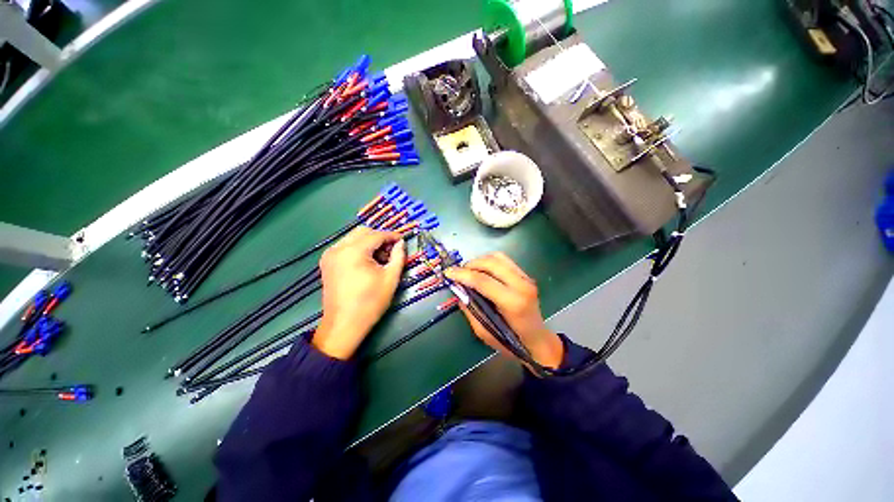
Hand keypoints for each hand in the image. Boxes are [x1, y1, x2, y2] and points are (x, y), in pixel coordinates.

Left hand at [313, 227, 404, 358]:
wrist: (344, 324)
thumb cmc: (370, 302)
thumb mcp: (390, 278)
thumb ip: (398, 257)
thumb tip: (401, 243)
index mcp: (353, 251)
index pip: (376, 235)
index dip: (392, 236)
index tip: (403, 240)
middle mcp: (338, 248)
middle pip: (363, 232)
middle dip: (380, 237)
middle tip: (392, 249)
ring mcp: (330, 254)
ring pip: (353, 237)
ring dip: (369, 242)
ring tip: (381, 256)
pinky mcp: (327, 262)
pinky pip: (345, 246)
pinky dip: (358, 248)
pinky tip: (367, 261)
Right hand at [445, 252, 562, 370]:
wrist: (537, 340)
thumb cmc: (511, 342)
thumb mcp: (484, 332)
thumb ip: (470, 309)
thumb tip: (459, 291)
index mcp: (513, 302)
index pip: (483, 280)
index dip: (462, 275)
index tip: (448, 273)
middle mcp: (521, 285)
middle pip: (491, 263)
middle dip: (470, 264)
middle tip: (458, 273)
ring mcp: (526, 278)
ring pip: (498, 257)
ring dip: (479, 260)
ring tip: (468, 270)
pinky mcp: (525, 275)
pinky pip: (504, 260)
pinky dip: (489, 261)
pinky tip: (481, 269)